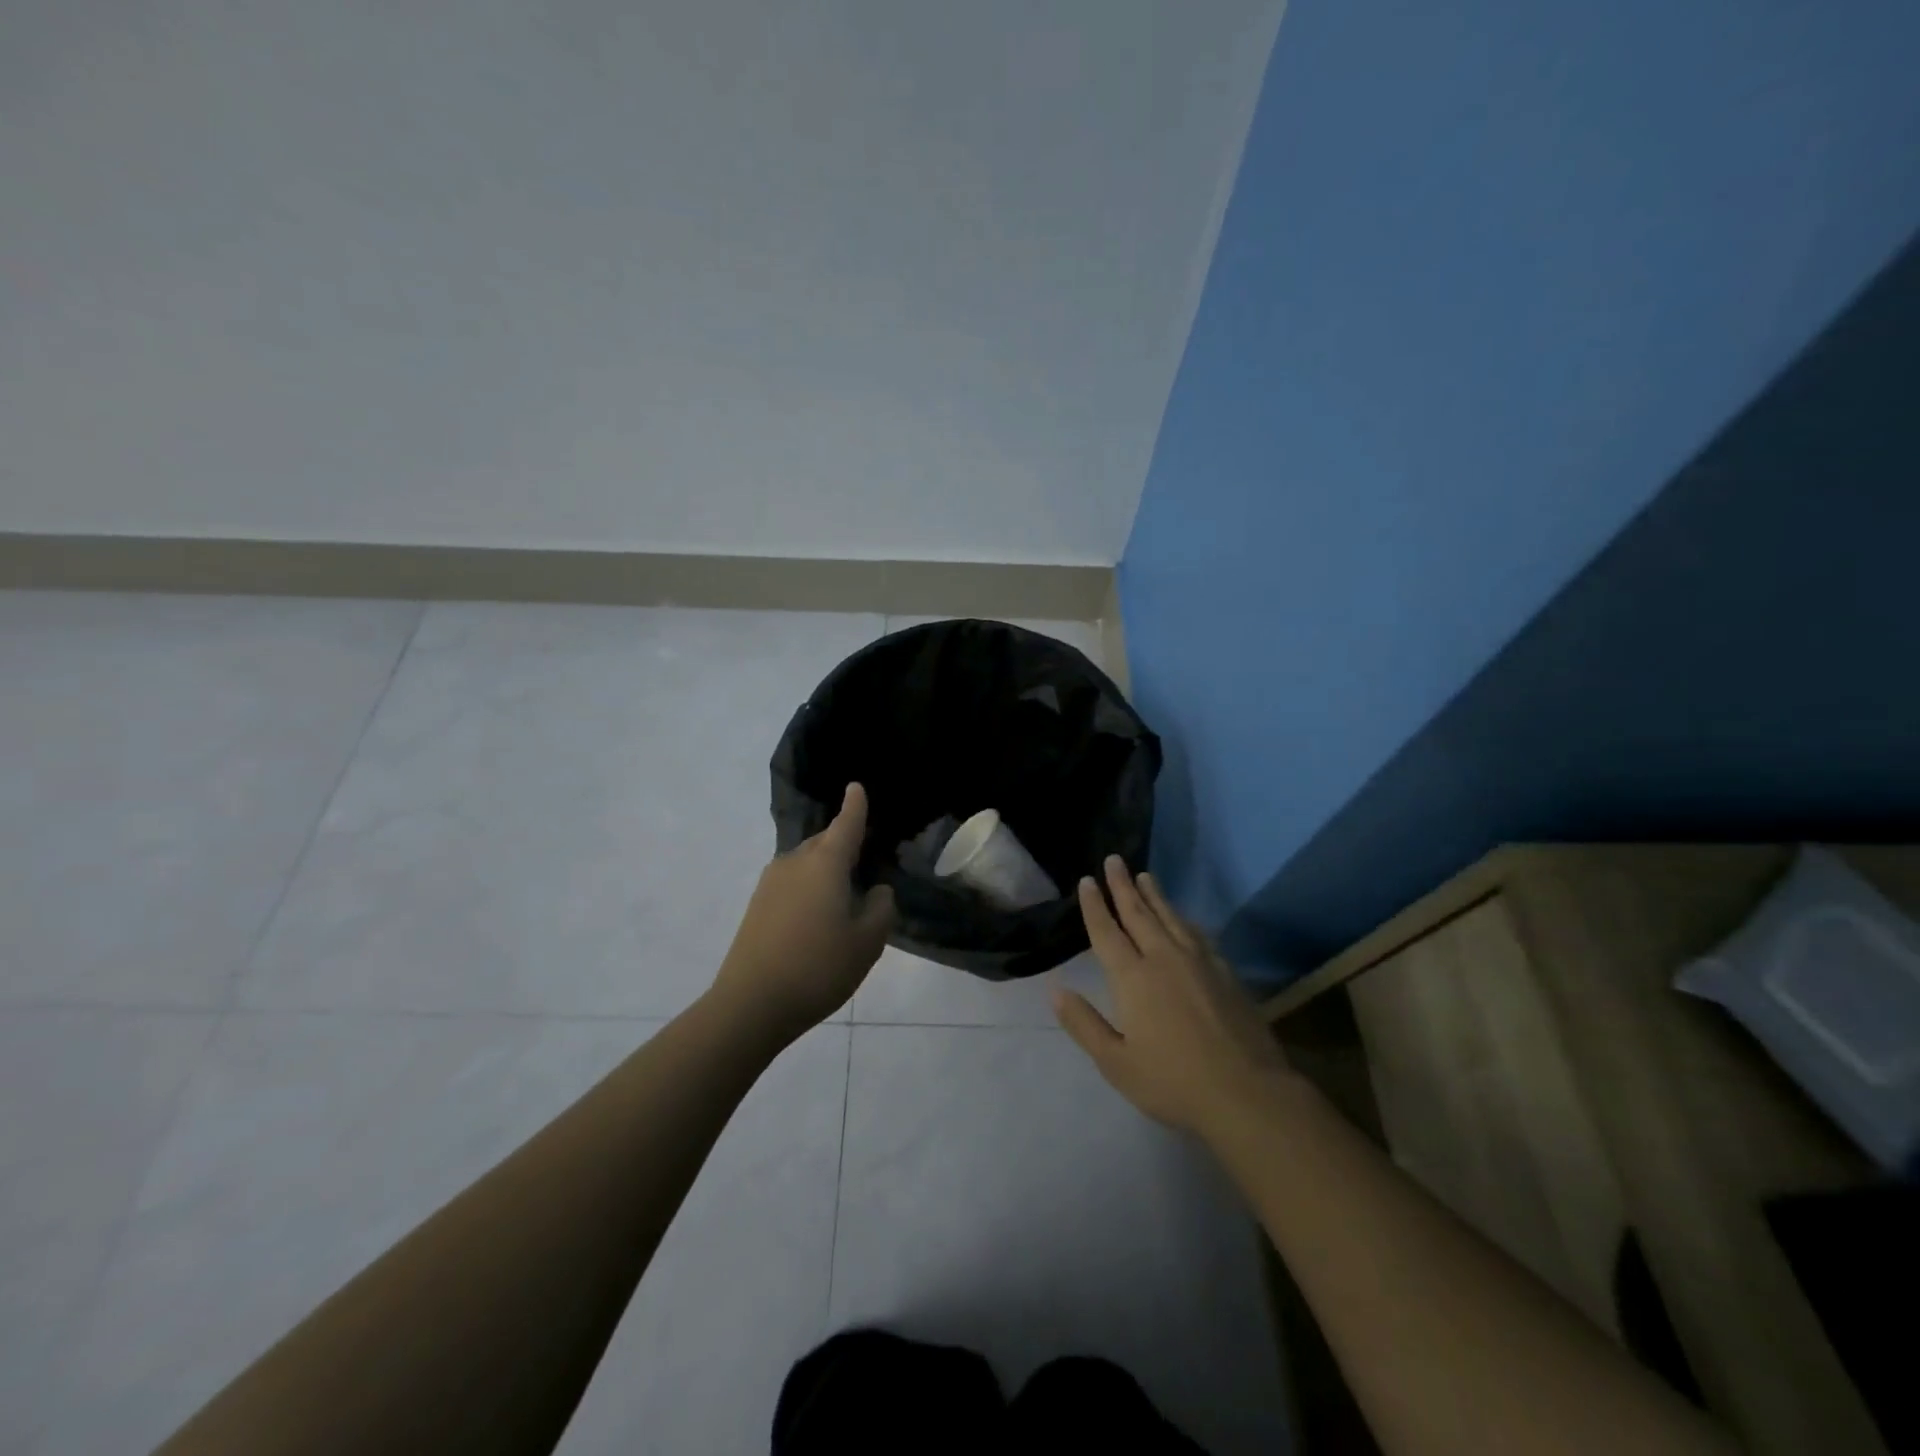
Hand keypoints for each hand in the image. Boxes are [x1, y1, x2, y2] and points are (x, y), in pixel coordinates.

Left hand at [713, 782, 895, 1039]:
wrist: (751, 1004)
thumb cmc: (818, 967)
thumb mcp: (867, 941)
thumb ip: (881, 908)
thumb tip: (876, 890)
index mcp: (825, 863)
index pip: (846, 824)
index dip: (855, 805)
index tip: (856, 786)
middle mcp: (795, 862)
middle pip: (824, 842)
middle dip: (843, 843)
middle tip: (864, 859)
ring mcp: (770, 883)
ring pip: (806, 863)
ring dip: (825, 870)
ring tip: (844, 894)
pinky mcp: (757, 905)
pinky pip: (792, 883)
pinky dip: (809, 888)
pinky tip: (818, 916)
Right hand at [1054, 856, 1288, 1138]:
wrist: (1247, 1093)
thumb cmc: (1173, 1082)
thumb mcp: (1116, 1063)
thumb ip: (1084, 1024)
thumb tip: (1055, 990)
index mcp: (1132, 978)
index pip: (1107, 932)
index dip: (1095, 906)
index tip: (1087, 881)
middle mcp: (1163, 959)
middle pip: (1139, 914)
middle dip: (1123, 886)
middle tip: (1114, 860)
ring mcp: (1198, 963)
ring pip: (1170, 918)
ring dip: (1154, 895)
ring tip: (1145, 876)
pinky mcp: (1225, 973)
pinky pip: (1197, 934)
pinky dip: (1183, 919)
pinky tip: (1183, 917)